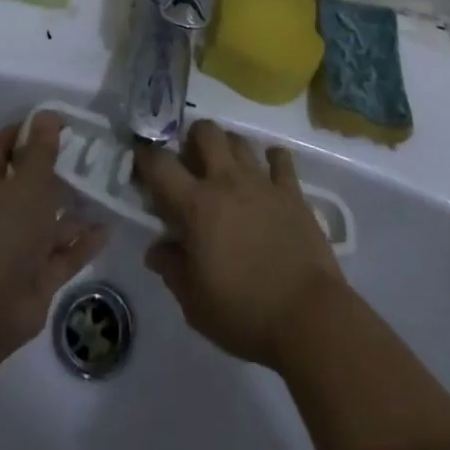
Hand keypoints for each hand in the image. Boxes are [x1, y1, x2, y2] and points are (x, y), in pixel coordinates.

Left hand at [0, 114, 107, 364]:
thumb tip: (46, 114)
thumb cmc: (5, 232)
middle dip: (57, 170)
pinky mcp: (38, 277)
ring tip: (106, 188)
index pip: (3, 147)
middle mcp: (2, 213)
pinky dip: (83, 242)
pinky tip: (108, 228)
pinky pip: (64, 254)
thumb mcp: (27, 182)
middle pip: (30, 184)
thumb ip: (40, 150)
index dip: (25, 130)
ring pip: (50, 221)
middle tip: (91, 152)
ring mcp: (20, 247)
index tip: (55, 120)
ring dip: (75, 208)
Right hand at [135, 119, 346, 368]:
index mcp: (197, 206)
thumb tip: (156, 249)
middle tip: (191, 164)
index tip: (140, 158)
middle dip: (192, 139)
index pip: (161, 166)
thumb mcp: (195, 304)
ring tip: (226, 169)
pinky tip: (268, 175)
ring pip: (239, 140)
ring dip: (227, 147)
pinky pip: (280, 158)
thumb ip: (172, 269)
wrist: (309, 317)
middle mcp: (227, 181)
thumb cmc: (244, 313)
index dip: (146, 156)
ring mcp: (262, 182)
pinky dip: (271, 160)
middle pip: (205, 132)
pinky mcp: (292, 191)